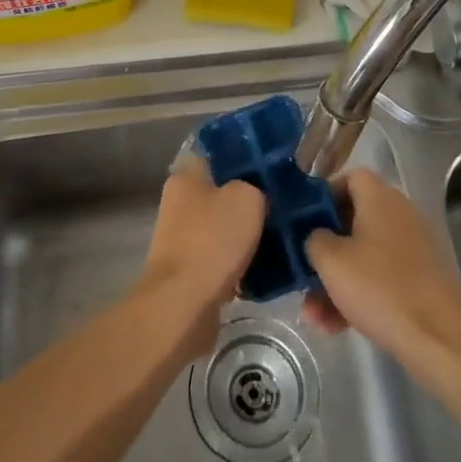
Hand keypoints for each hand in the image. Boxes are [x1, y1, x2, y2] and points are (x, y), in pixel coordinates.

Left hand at [140, 154, 265, 333]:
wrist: (184, 304)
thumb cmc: (213, 240)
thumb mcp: (247, 198)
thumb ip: (255, 188)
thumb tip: (257, 196)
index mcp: (186, 178)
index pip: (217, 158)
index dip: (243, 161)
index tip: (271, 171)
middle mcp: (178, 204)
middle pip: (221, 195)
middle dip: (248, 203)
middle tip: (281, 208)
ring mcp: (181, 240)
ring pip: (222, 230)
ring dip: (245, 237)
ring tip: (279, 241)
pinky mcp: (188, 273)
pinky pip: (221, 261)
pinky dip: (238, 266)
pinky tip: (264, 272)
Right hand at [302, 169, 460, 365]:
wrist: (438, 340)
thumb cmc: (379, 288)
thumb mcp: (331, 261)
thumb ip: (314, 239)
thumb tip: (317, 237)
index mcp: (381, 199)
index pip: (350, 178)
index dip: (324, 195)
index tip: (303, 221)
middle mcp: (399, 215)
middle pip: (352, 221)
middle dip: (324, 251)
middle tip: (303, 273)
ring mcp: (412, 249)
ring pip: (363, 255)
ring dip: (335, 281)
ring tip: (313, 315)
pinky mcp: (419, 279)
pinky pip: (379, 277)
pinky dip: (357, 295)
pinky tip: (335, 326)